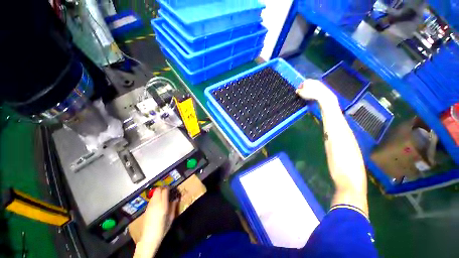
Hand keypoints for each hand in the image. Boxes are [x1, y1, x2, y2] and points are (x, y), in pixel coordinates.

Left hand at [142, 188, 177, 241]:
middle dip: (163, 188)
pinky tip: (158, 204)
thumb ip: (174, 206)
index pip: (165, 190)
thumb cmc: (162, 228)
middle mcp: (155, 203)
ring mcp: (149, 206)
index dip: (168, 188)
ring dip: (158, 193)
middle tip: (167, 191)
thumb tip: (176, 198)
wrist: (149, 238)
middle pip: (158, 190)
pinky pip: (151, 199)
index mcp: (162, 205)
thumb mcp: (171, 217)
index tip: (172, 189)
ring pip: (154, 194)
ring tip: (163, 197)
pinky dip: (155, 198)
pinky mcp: (146, 209)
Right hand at [296, 79, 337, 105]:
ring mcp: (318, 83)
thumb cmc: (310, 93)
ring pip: (313, 86)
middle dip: (306, 88)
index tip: (299, 92)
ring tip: (309, 94)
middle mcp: (313, 80)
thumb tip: (297, 90)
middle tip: (304, 93)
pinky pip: (317, 88)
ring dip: (311, 89)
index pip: (302, 83)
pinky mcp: (323, 86)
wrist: (322, 94)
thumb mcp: (301, 93)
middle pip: (308, 84)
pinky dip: (315, 91)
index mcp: (306, 81)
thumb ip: (298, 91)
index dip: (300, 88)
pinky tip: (314, 95)